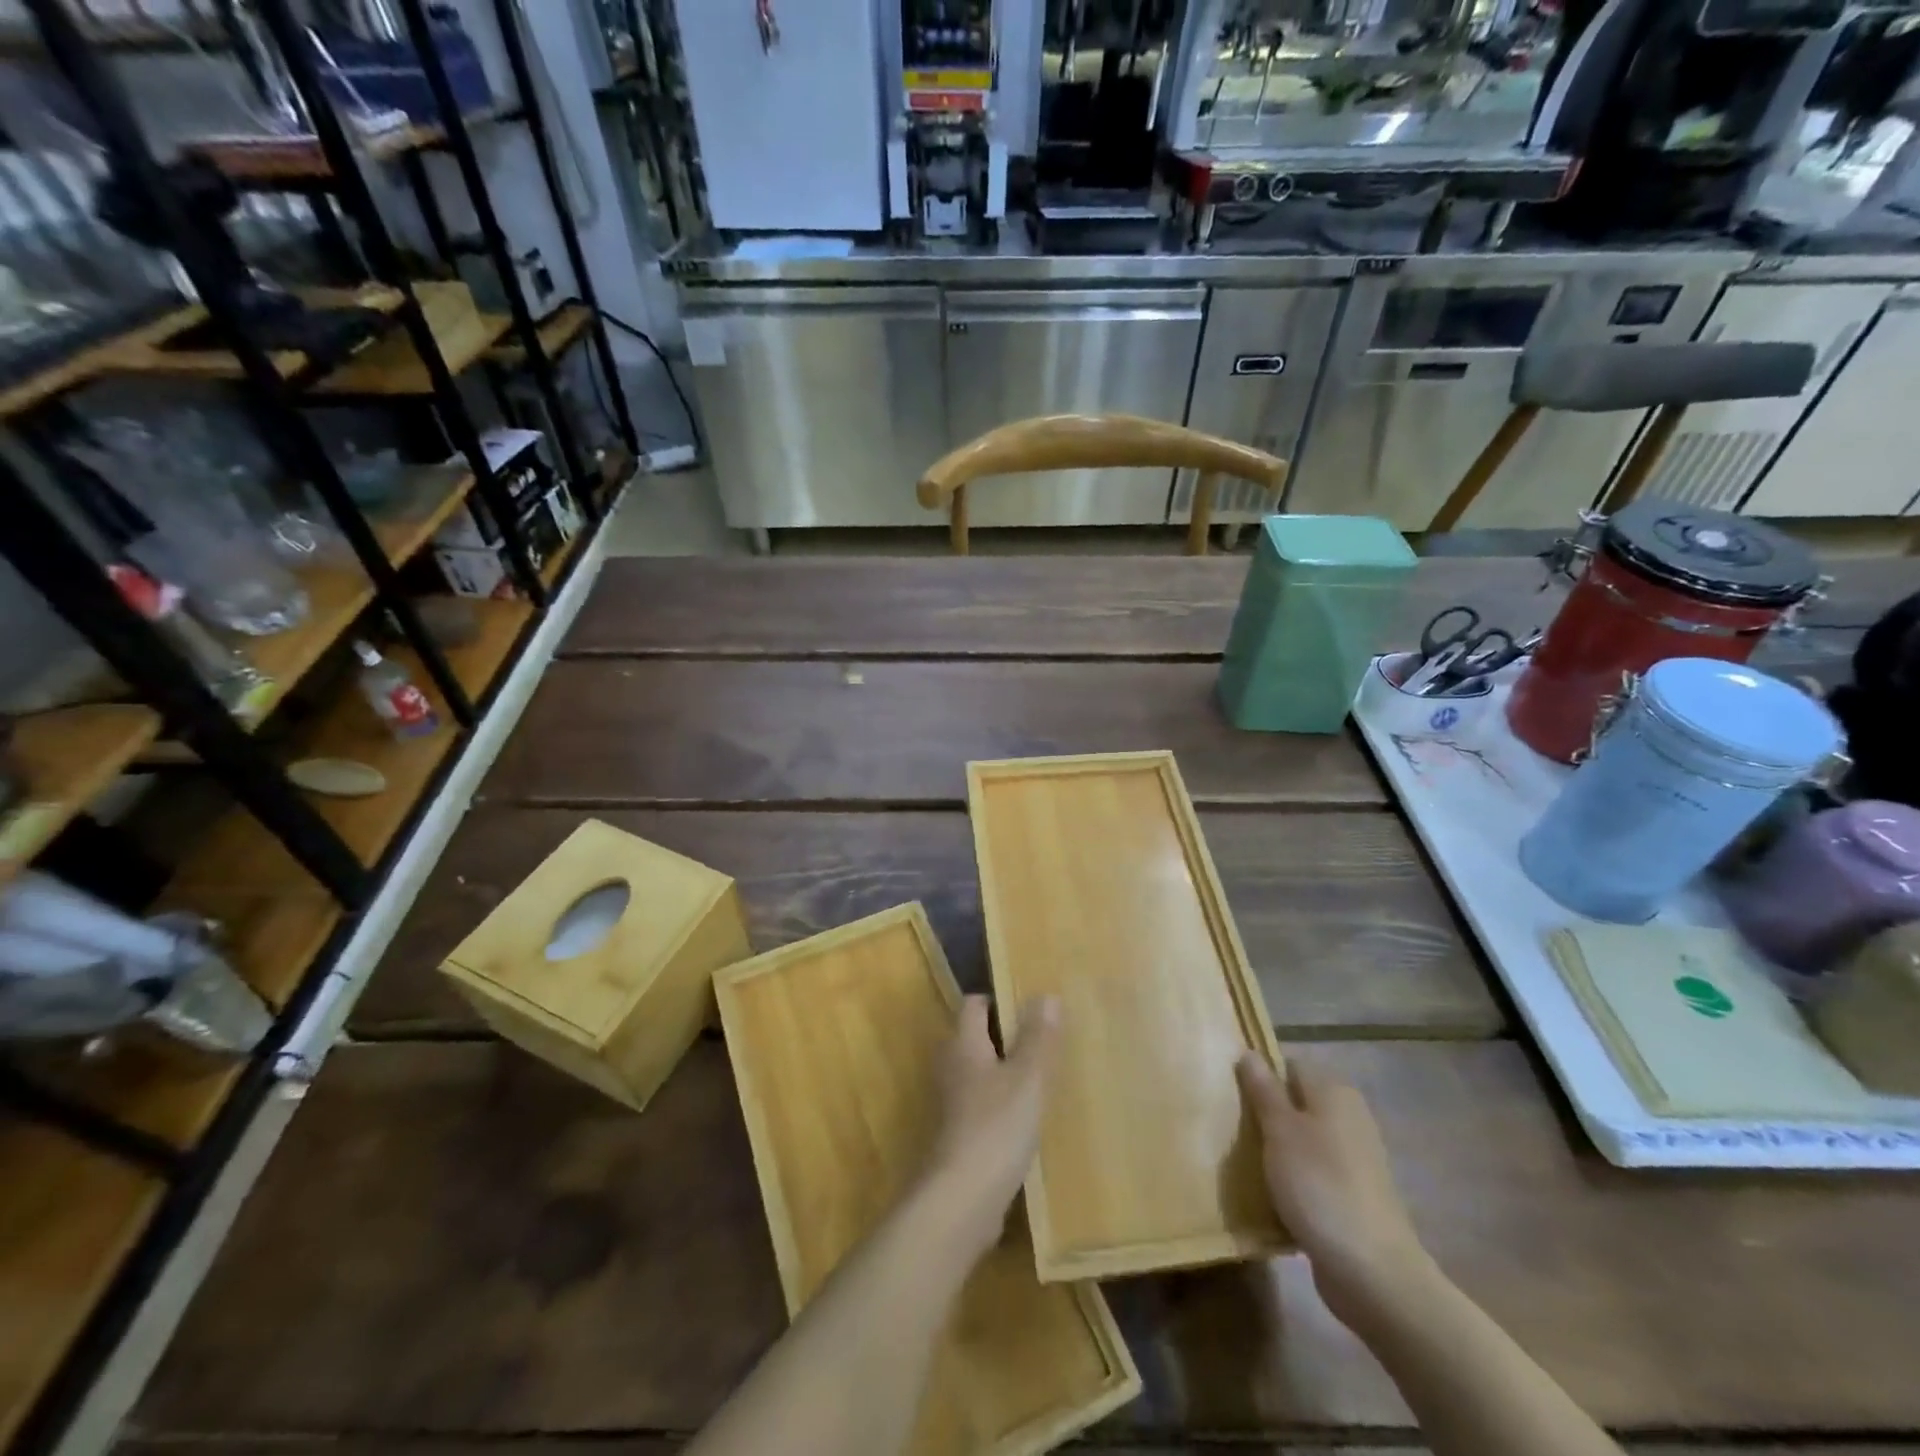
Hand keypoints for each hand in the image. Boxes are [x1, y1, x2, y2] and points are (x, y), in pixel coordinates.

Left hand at [921, 994, 1061, 1258]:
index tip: (1032, 1006)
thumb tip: (1046, 995)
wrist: (961, 1201)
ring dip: (1006, 1073)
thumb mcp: (1028, 1078)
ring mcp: (951, 1104)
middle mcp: (951, 1067)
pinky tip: (1029, 1121)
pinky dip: (1002, 1106)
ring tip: (1044, 1079)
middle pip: (975, 1038)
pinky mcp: (958, 1137)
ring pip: (980, 1074)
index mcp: (963, 1044)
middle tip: (1046, 1042)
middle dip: (1007, 1037)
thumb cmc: (996, 1127)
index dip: (999, 1000)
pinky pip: (982, 1107)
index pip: (974, 1005)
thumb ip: (1038, 1038)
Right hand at [1237, 1052, 1432, 1328]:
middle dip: (1265, 1115)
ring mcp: (1354, 1158)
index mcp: (1334, 1092)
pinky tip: (1272, 1195)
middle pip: (1295, 1103)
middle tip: (1233, 1131)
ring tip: (1246, 1164)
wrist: (1373, 1273)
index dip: (1260, 1078)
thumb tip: (1249, 1052)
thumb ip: (1263, 1089)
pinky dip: (1293, 1179)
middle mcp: (1349, 1117)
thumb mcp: (1280, 1130)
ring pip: (1302, 1140)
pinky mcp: (1353, 1195)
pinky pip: (1313, 1173)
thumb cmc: (1319, 1186)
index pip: (1288, 1066)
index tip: (1232, 1098)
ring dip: (1277, 1150)